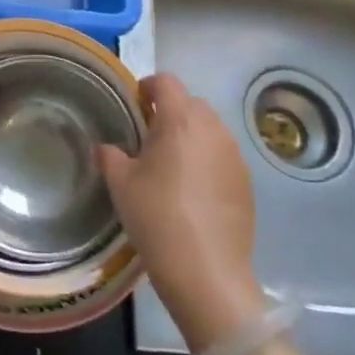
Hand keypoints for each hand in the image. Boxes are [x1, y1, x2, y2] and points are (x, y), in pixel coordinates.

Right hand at [100, 73, 262, 351]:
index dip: (147, 87)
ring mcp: (234, 155)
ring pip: (209, 130)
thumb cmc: (156, 218)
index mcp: (180, 120)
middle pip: (190, 103)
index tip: (133, 106)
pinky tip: (192, 192)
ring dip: (190, 136)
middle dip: (169, 112)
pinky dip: (206, 160)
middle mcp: (213, 129)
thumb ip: (110, 155)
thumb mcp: (120, 184)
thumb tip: (108, 147)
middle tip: (147, 139)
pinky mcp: (247, 181)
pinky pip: (222, 155)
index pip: (166, 82)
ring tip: (171, 166)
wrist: (207, 272)